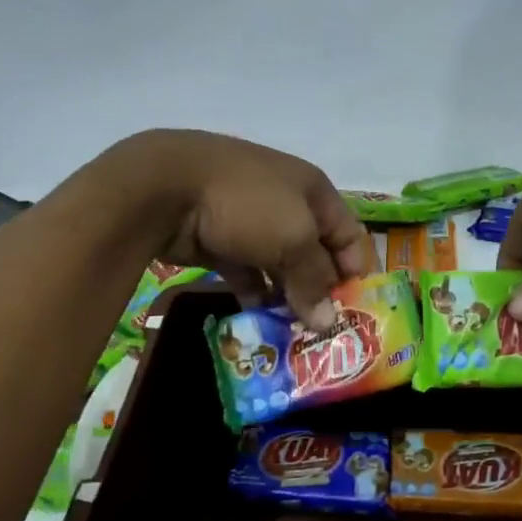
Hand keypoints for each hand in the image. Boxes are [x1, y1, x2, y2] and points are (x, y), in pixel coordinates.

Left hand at [106, 130, 370, 330]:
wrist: (165, 187)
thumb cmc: (247, 204)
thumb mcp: (293, 240)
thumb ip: (313, 282)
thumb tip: (328, 322)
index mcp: (313, 191)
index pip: (349, 234)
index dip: (356, 271)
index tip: (356, 311)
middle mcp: (287, 205)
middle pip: (315, 253)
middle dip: (321, 290)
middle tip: (325, 330)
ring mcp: (251, 223)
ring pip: (280, 266)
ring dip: (288, 297)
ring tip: (295, 333)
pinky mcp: (221, 242)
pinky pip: (248, 273)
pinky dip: (256, 294)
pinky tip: (260, 319)